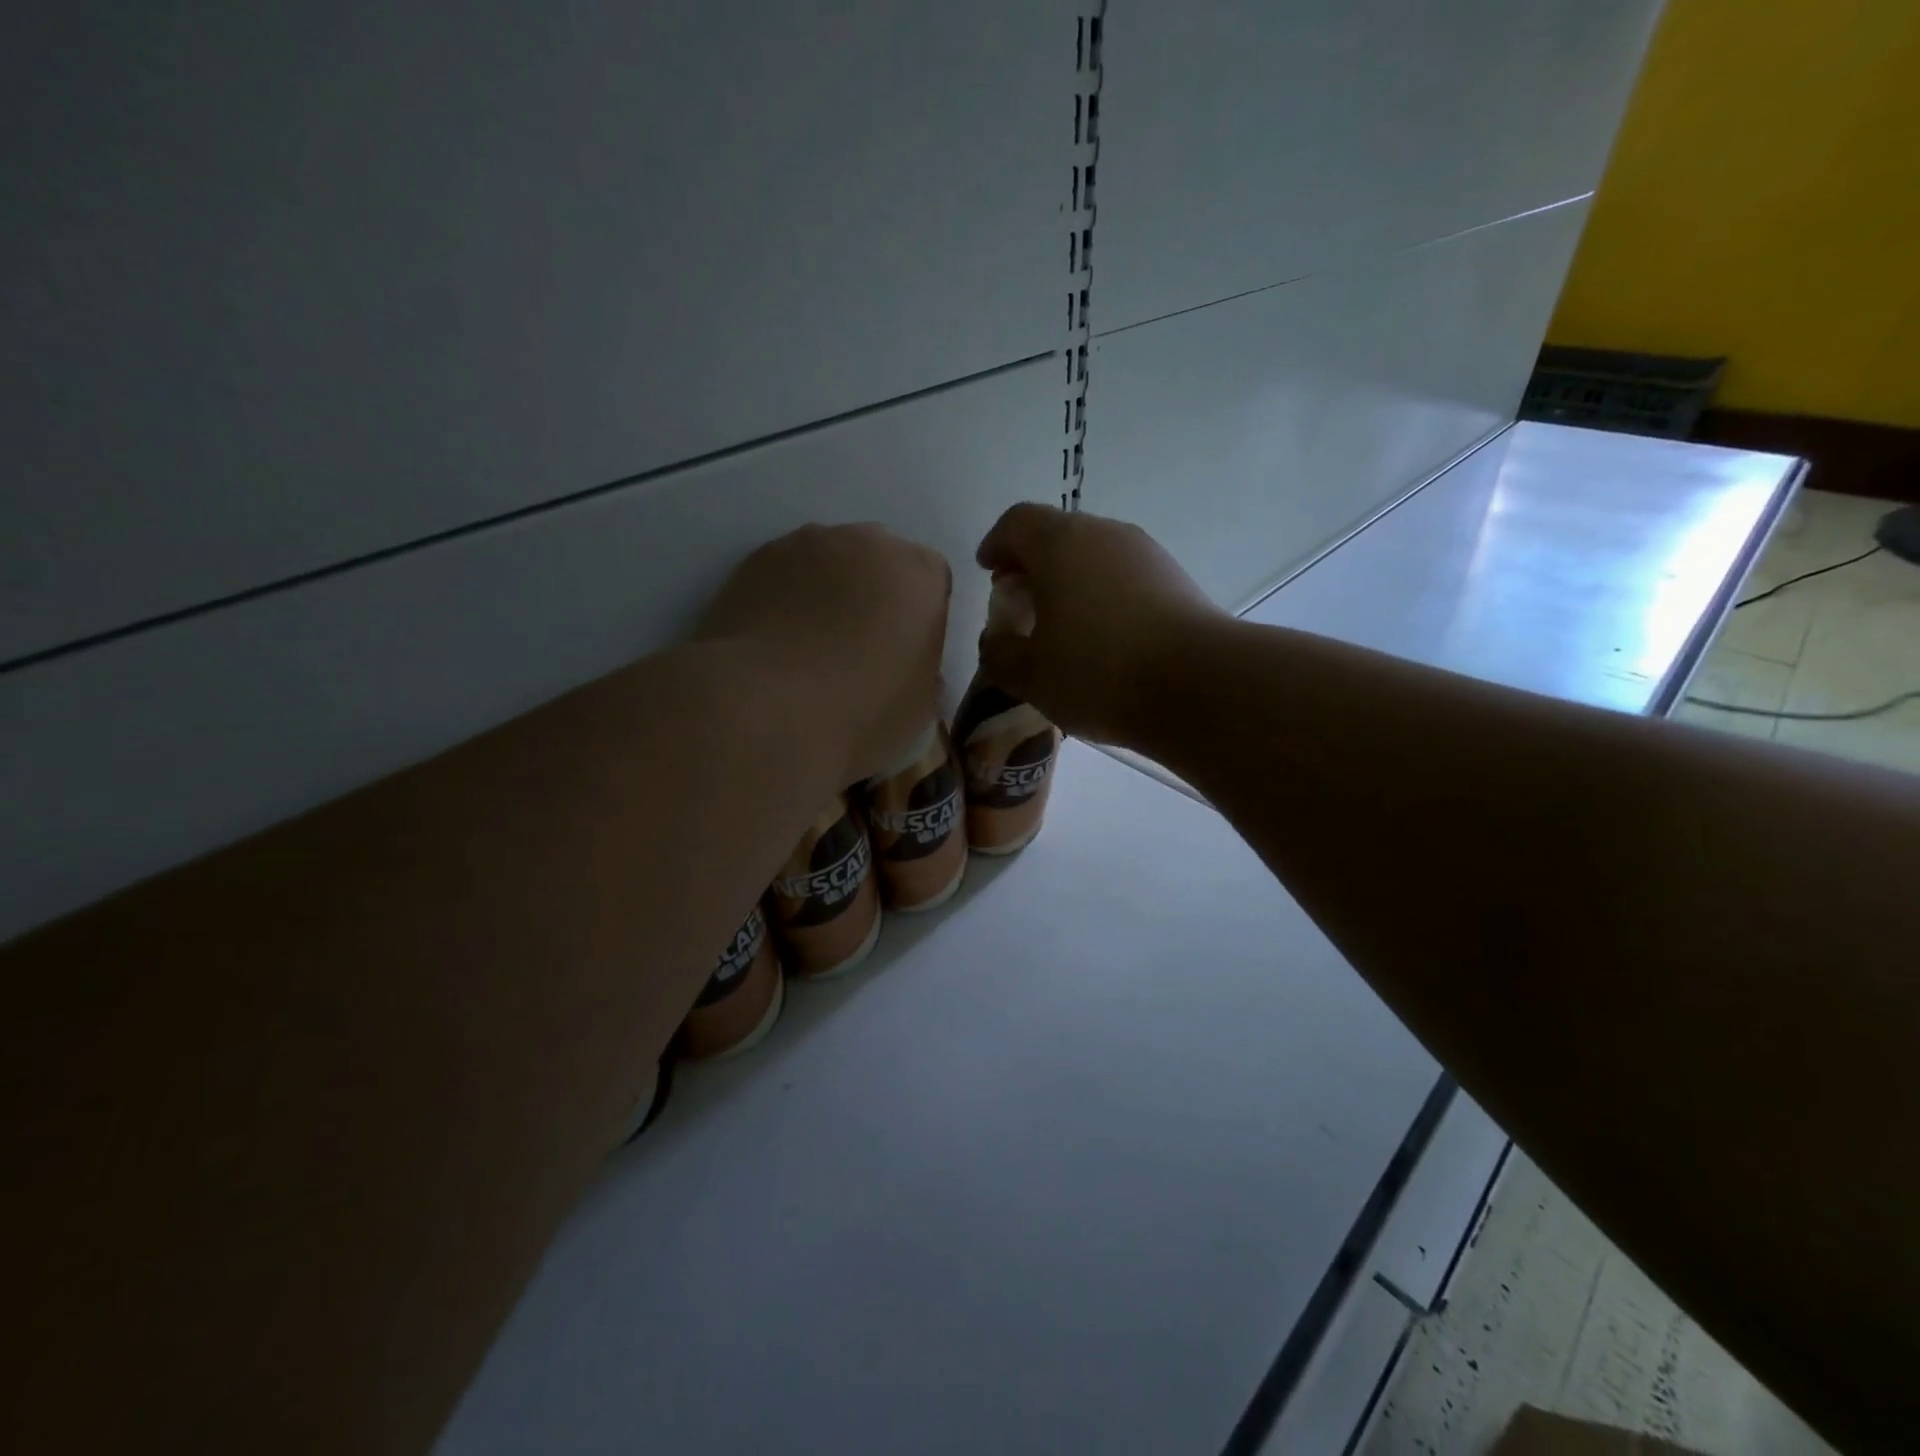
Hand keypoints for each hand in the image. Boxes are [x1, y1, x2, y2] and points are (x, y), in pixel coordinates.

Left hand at [696, 523, 951, 782]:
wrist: (766, 709)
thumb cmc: (861, 711)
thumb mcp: (919, 708)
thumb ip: (924, 672)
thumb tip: (907, 665)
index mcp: (921, 573)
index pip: (933, 582)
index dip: (919, 618)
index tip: (905, 653)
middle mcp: (869, 543)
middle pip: (881, 561)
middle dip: (875, 594)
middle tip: (860, 646)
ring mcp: (808, 544)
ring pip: (830, 561)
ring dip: (828, 591)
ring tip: (810, 644)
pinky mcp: (757, 558)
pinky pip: (785, 573)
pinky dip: (786, 597)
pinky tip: (776, 640)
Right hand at [975, 505, 1223, 747]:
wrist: (1200, 685)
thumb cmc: (1099, 672)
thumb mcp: (1031, 675)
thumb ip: (999, 654)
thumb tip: (996, 642)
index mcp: (1060, 543)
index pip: (1016, 522)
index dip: (996, 544)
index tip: (988, 571)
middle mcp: (1104, 534)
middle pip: (1057, 535)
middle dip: (1032, 565)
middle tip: (1019, 603)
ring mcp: (1146, 553)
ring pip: (1094, 555)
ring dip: (1069, 581)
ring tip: (1060, 626)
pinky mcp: (1175, 579)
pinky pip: (1123, 576)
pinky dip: (1102, 594)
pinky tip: (1102, 638)